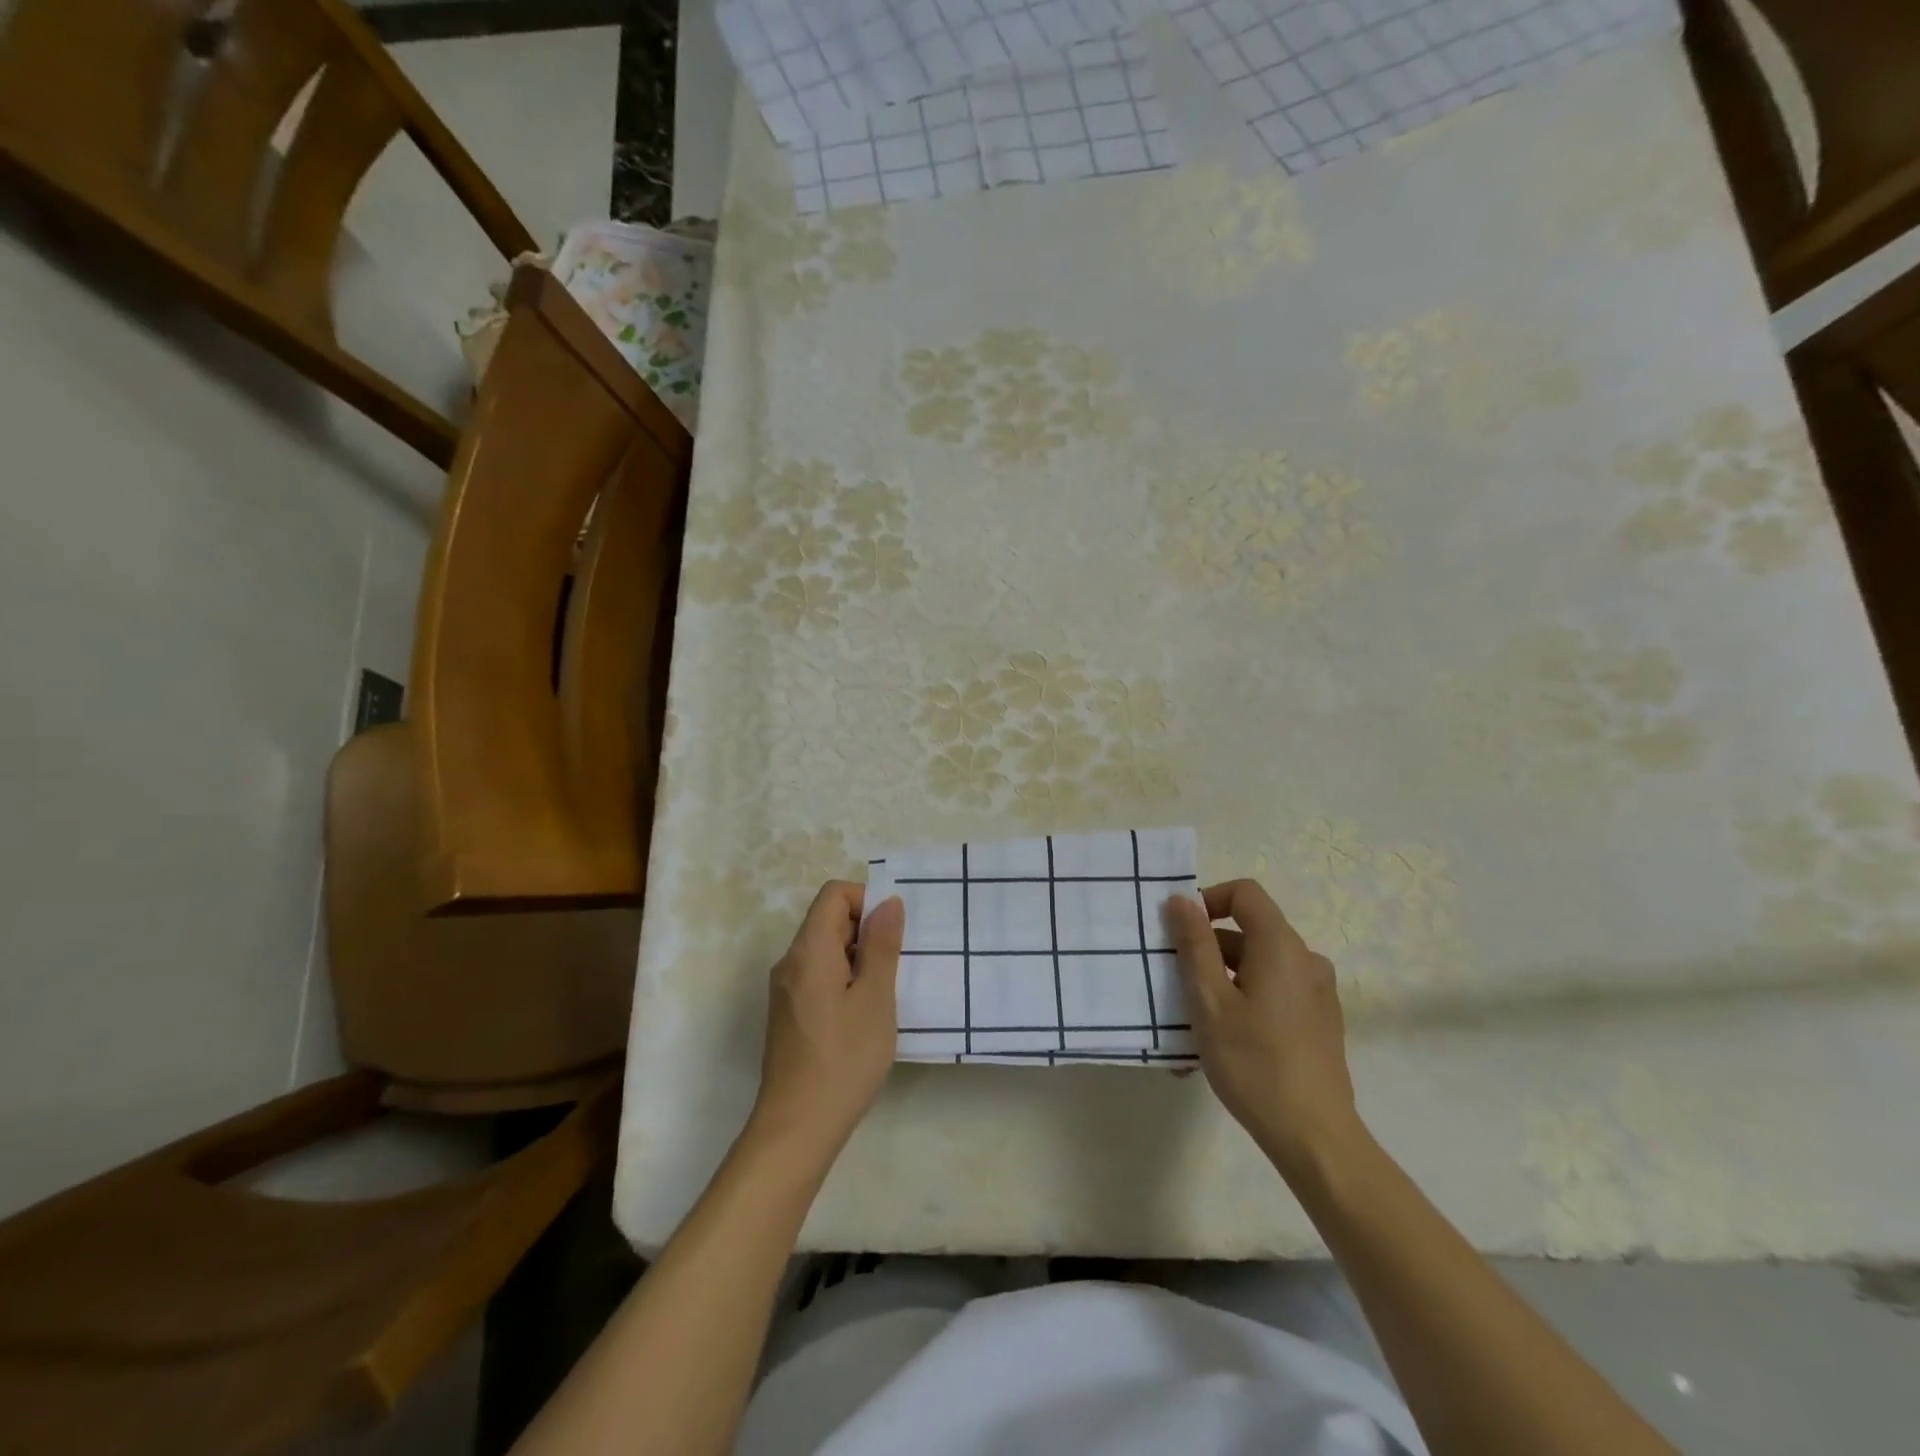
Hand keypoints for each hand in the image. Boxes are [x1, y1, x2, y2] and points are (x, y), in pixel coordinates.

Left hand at [748, 882, 904, 1159]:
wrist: (797, 1129)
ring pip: (826, 951)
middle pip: (828, 920)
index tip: (894, 932)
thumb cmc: (843, 1060)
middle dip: (867, 931)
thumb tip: (887, 902)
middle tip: (899, 964)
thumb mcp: (875, 999)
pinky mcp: (789, 1014)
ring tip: (887, 991)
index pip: (833, 895)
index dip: (866, 900)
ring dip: (859, 958)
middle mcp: (790, 963)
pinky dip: (845, 980)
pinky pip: (819, 976)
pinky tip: (866, 1014)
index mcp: (808, 951)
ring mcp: (786, 990)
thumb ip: (881, 945)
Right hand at [1165, 880, 1363, 1176]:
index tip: (1181, 933)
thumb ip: (1194, 945)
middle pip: (1250, 930)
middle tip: (1178, 985)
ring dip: (1224, 979)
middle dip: (1209, 948)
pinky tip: (1226, 1040)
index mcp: (1281, 947)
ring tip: (1195, 1021)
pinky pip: (1275, 990)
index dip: (1208, 900)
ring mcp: (1318, 991)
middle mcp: (1306, 959)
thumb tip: (1182, 900)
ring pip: (1260, 964)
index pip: (1244, 893)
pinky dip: (1246, 998)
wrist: (1315, 1137)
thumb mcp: (1210, 1001)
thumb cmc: (1254, 1063)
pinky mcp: (1320, 1019)